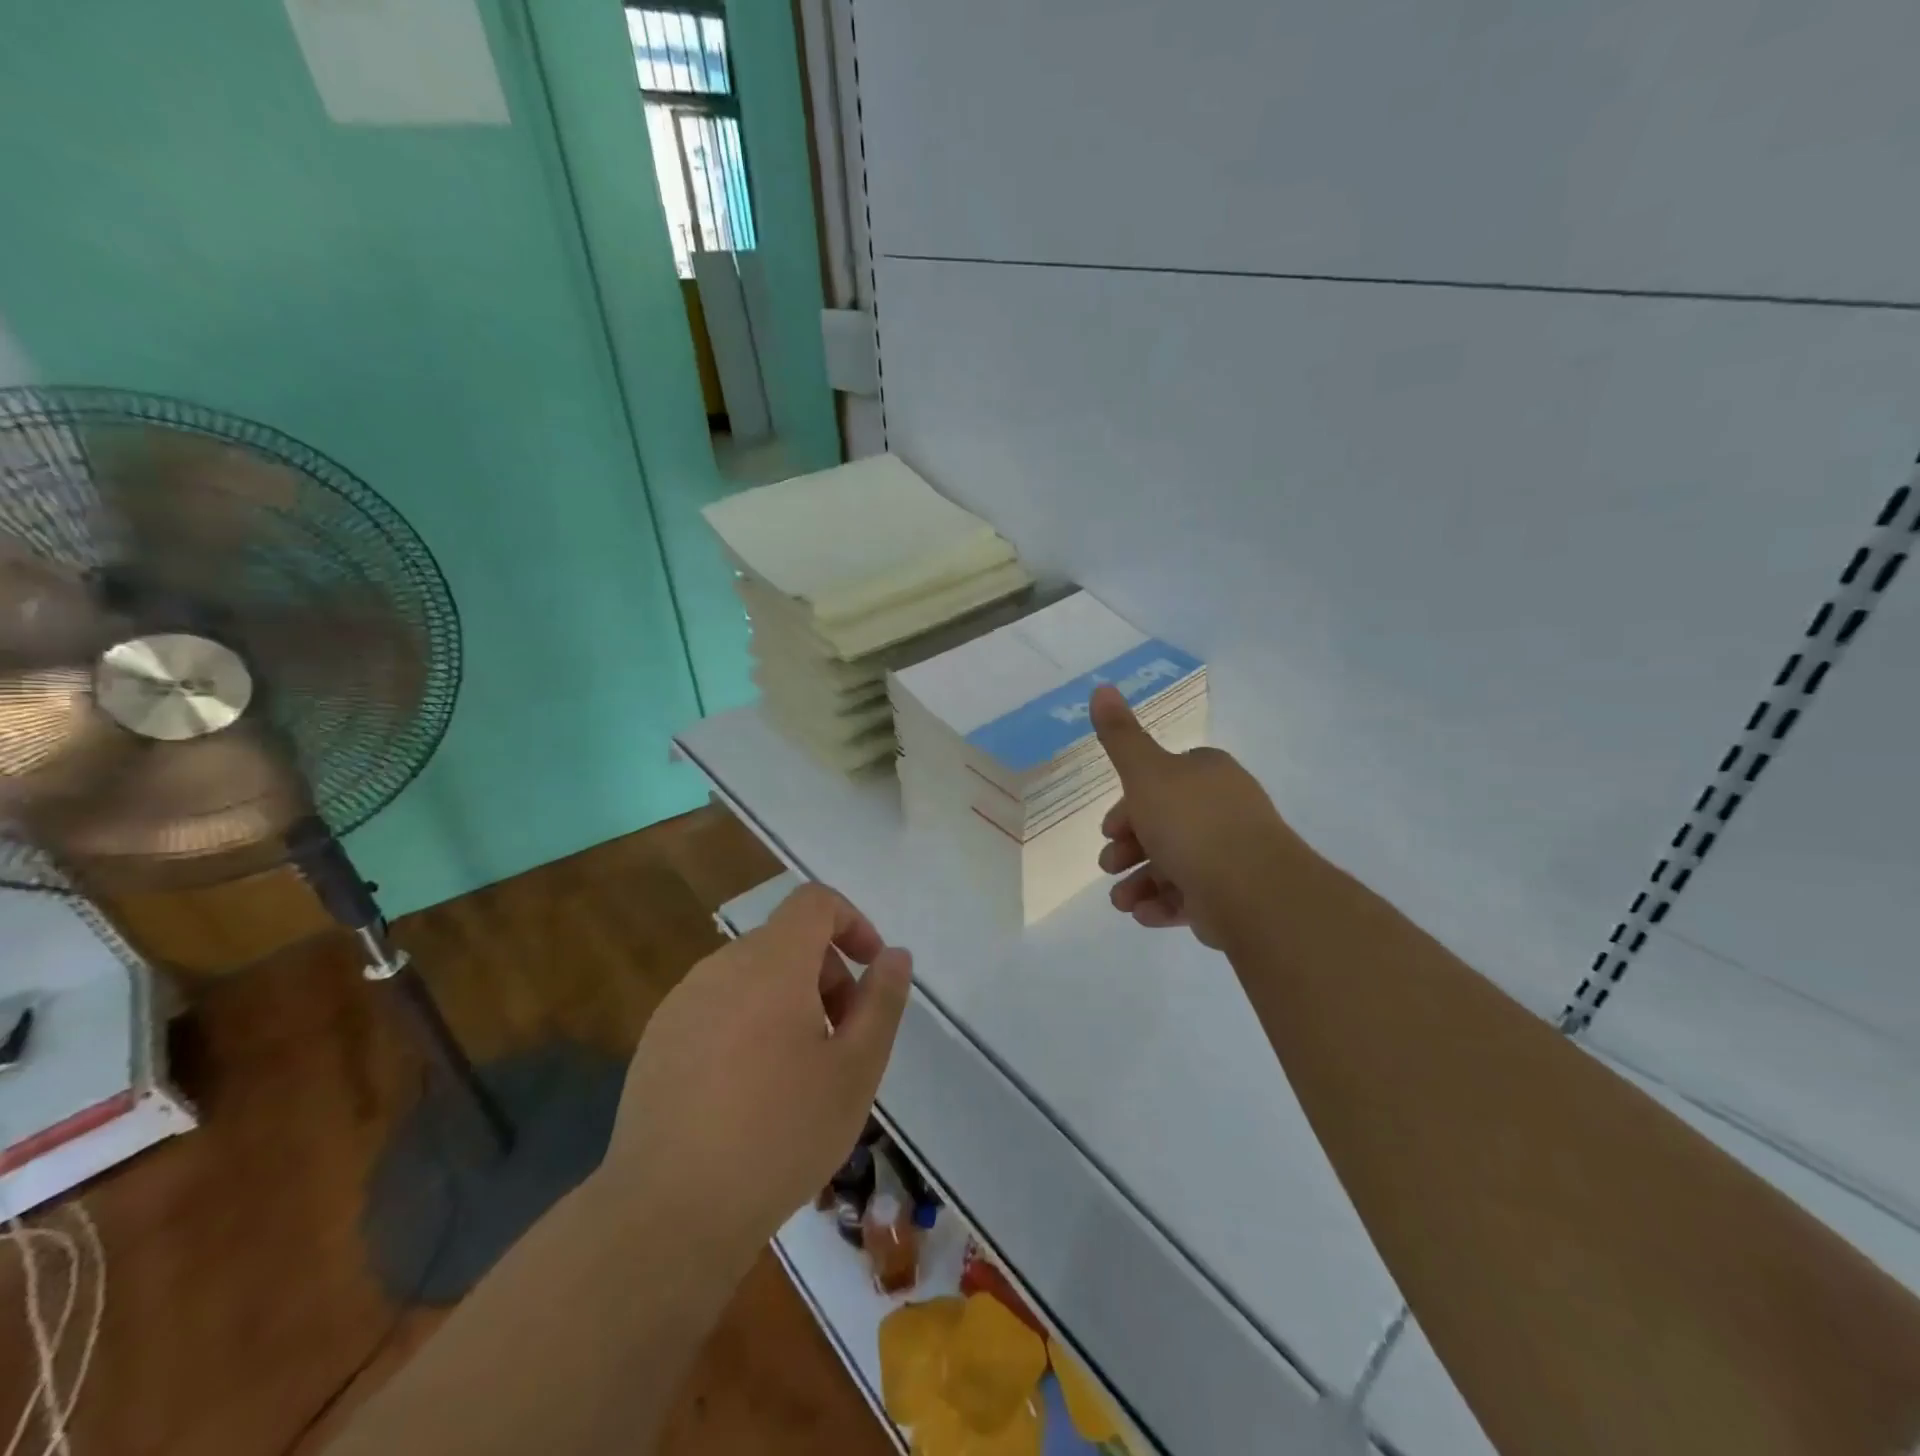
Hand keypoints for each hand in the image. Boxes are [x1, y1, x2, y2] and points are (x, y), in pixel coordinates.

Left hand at [597, 883, 911, 1259]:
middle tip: (843, 1039)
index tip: (871, 971)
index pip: (815, 902)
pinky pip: (718, 1006)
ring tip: (800, 1071)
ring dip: (790, 1001)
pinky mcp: (658, 1039)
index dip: (852, 922)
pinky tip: (750, 1092)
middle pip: (786, 941)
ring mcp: (682, 1002)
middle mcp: (721, 966)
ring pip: (752, 975)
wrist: (667, 1213)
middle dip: (827, 974)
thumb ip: (882, 1001)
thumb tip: (894, 955)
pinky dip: (749, 1023)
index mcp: (771, 963)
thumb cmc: (779, 1134)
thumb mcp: (855, 1069)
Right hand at [1090, 684, 1310, 948]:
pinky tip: (1142, 914)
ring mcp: (1231, 854)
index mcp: (1207, 774)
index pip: (1162, 781)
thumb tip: (1101, 686)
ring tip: (1120, 900)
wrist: (1252, 889)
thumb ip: (1120, 736)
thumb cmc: (1192, 823)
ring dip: (1139, 881)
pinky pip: (1190, 897)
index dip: (1130, 802)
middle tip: (1109, 863)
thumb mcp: (1145, 773)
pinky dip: (1162, 904)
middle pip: (1164, 824)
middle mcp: (1223, 809)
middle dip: (1129, 846)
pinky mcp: (1234, 895)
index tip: (1108, 827)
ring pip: (1173, 864)